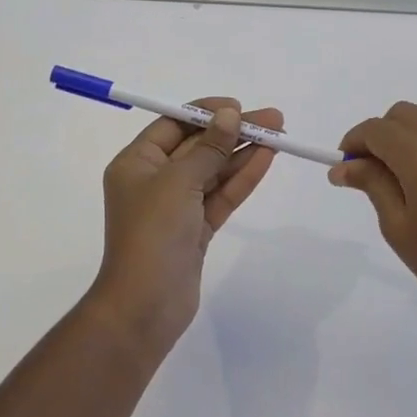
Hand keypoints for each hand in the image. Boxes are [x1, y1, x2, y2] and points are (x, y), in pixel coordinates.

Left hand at [90, 99, 282, 353]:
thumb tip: (229, 115)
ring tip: (280, 136)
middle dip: (234, 131)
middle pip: (198, 146)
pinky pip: (221, 195)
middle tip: (273, 119)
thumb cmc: (152, 234)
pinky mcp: (195, 230)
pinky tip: (267, 159)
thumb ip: (208, 147)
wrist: (144, 309)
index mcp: (137, 163)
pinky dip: (242, 178)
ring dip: (244, 153)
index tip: (238, 107)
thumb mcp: (179, 182)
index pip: (173, 124)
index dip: (206, 113)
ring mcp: (176, 206)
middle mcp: (154, 180)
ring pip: (214, 170)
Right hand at [330, 102, 416, 345]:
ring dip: (404, 135)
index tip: (342, 168)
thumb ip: (372, 185)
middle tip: (366, 172)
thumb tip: (343, 166)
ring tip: (395, 178)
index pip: (376, 129)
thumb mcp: (398, 227)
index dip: (353, 142)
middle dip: (378, 135)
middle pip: (401, 115)